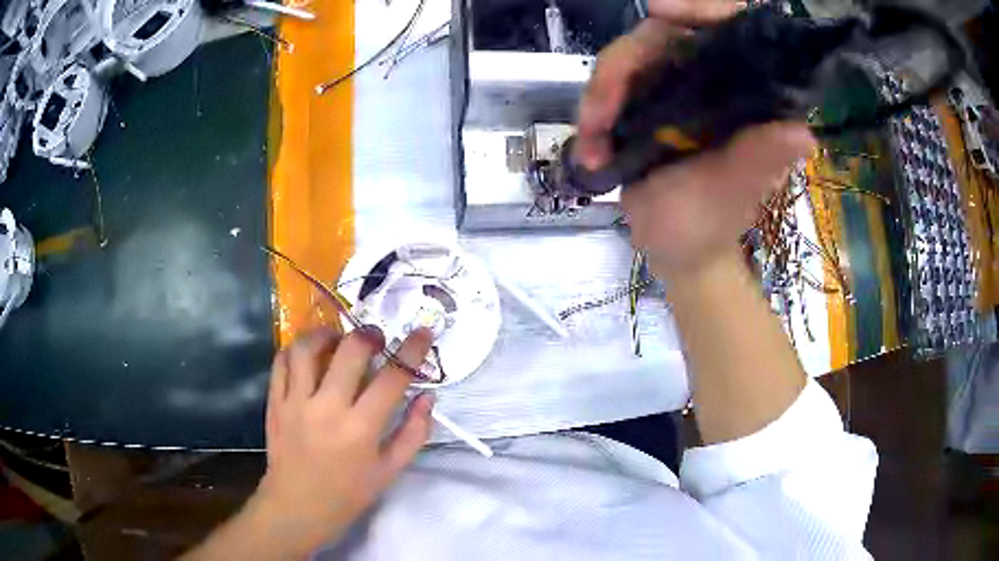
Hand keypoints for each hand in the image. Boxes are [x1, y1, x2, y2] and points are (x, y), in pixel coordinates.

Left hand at [250, 328, 434, 554]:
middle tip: (375, 338)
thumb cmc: (348, 494)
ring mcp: (295, 402)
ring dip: (326, 334)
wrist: (297, 508)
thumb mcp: (389, 471)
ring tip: (337, 339)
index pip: (392, 378)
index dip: (412, 350)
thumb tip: (428, 396)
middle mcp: (327, 408)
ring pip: (307, 348)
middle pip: (349, 351)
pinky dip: (296, 350)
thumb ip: (413, 433)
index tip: (423, 332)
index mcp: (361, 429)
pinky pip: (281, 362)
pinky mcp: (275, 402)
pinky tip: (308, 355)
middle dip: (368, 335)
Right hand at [575, 0, 814, 276]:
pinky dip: (594, 111)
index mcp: (747, 93)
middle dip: (621, 67)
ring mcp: (675, 85)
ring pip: (627, 57)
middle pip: (661, 35)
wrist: (673, 247)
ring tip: (592, 144)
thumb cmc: (707, 225)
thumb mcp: (731, 194)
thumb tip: (802, 133)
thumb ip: (757, 160)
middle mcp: (712, 78)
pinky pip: (610, 84)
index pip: (730, 26)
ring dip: (599, 95)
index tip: (661, 10)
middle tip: (598, 114)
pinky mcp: (644, 98)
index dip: (700, 8)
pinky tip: (590, 146)